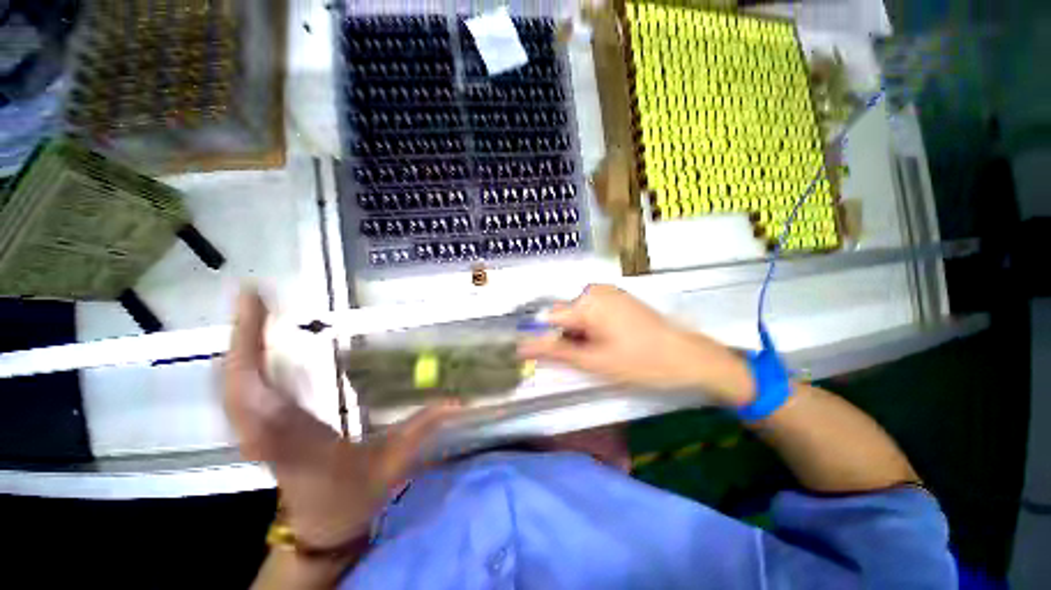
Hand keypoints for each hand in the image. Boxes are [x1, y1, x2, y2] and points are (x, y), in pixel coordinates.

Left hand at [224, 290, 459, 551]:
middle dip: (241, 335)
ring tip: (254, 310)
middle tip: (255, 295)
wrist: (322, 528)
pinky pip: (238, 392)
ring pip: (229, 384)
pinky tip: (253, 345)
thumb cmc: (354, 497)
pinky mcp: (257, 431)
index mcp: (297, 442)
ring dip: (238, 346)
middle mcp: (265, 435)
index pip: (257, 395)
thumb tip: (458, 401)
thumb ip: (424, 427)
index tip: (256, 305)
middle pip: (234, 381)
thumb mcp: (395, 462)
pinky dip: (241, 363)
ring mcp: (255, 433)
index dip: (248, 349)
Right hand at [518, 285, 753, 405]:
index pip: (548, 318)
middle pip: (563, 314)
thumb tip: (522, 346)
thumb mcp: (594, 361)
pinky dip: (591, 326)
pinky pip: (591, 310)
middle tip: (585, 357)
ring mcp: (607, 291)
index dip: (545, 338)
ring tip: (599, 351)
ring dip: (578, 332)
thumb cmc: (640, 362)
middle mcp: (593, 289)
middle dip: (566, 336)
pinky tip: (608, 340)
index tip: (548, 356)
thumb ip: (556, 351)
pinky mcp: (617, 296)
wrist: (687, 357)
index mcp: (586, 302)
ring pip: (577, 313)